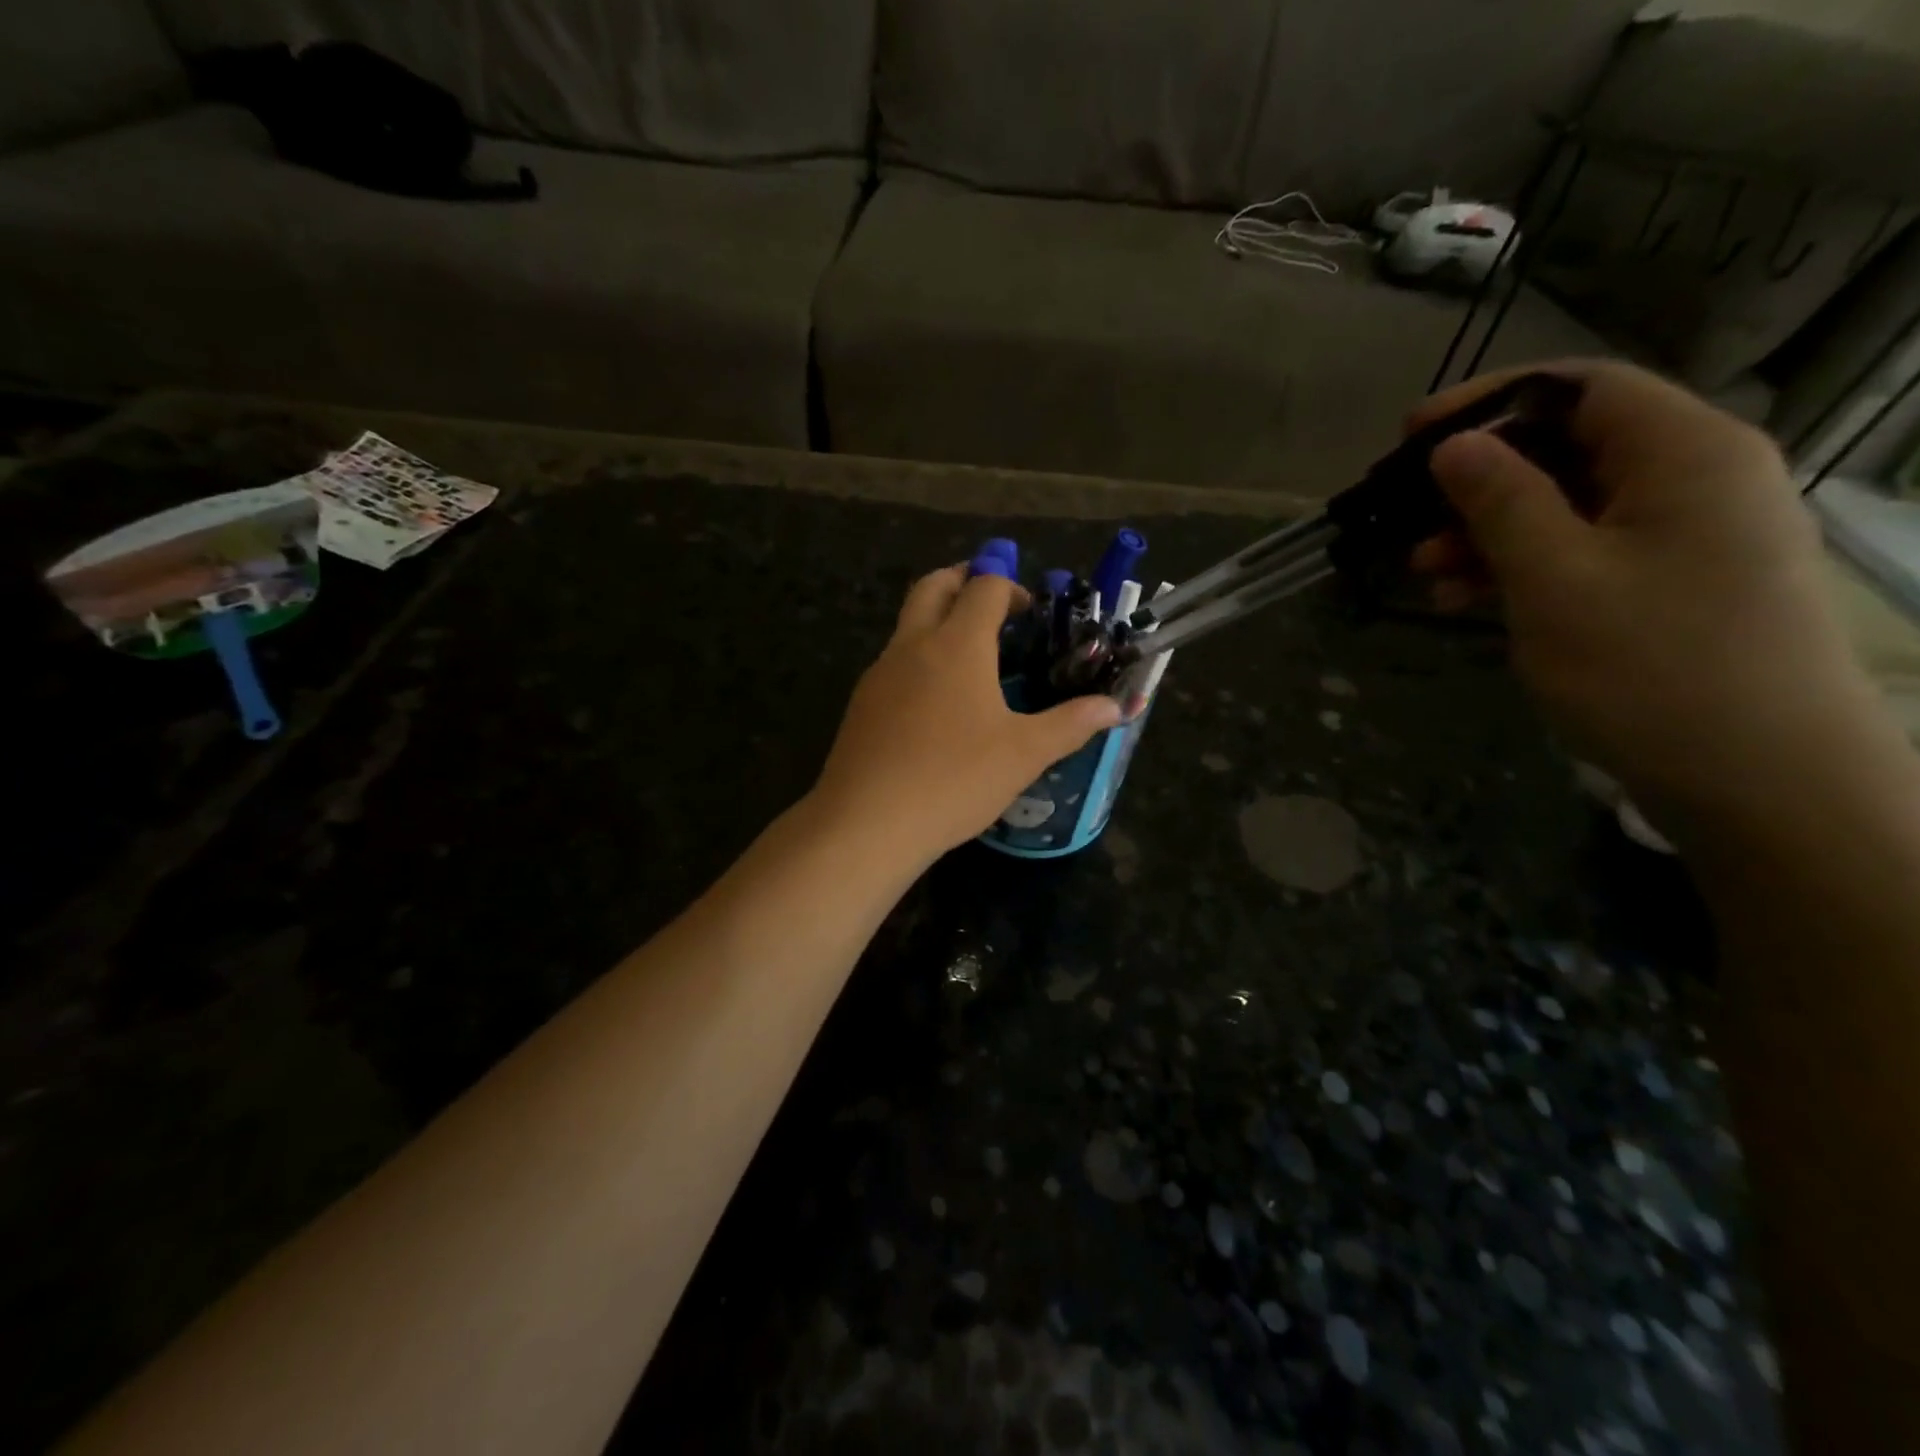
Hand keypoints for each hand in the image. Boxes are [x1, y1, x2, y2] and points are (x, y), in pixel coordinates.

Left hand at [811, 566, 1121, 863]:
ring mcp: (880, 673)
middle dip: (964, 580)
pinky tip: (937, 705)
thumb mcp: (1024, 753)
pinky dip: (919, 659)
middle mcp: (913, 645)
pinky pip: (894, 662)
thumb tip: (1117, 706)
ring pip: (908, 623)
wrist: (867, 822)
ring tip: (972, 659)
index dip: (1011, 588)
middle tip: (992, 604)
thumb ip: (1072, 723)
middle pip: (934, 585)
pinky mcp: (862, 703)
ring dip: (938, 620)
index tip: (1031, 614)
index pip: (984, 586)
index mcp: (957, 644)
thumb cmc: (955, 779)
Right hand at [1412, 359, 1882, 833]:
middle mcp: (1696, 478)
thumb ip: (1501, 502)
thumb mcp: (1555, 579)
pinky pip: (1582, 552)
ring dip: (1487, 531)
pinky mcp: (1669, 585)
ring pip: (1567, 506)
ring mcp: (1685, 536)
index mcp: (1685, 453)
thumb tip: (1454, 445)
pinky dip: (1518, 567)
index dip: (1489, 401)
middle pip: (1569, 447)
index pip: (1579, 388)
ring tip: (1423, 570)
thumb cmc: (1650, 667)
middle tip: (1405, 514)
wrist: (1760, 780)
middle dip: (1478, 479)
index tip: (1410, 436)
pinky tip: (1463, 599)